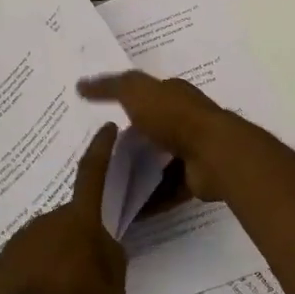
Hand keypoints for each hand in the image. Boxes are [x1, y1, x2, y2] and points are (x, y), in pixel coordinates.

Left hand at [0, 124, 126, 293]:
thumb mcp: (115, 292)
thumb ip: (111, 256)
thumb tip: (100, 242)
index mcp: (79, 225)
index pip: (92, 175)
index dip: (101, 149)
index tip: (106, 128)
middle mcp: (45, 223)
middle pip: (71, 219)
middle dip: (80, 236)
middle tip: (89, 274)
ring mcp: (18, 242)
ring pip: (48, 237)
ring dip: (57, 253)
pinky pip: (28, 255)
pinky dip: (37, 268)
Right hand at [78, 72, 237, 202]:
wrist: (214, 153)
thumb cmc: (174, 117)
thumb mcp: (137, 92)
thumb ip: (110, 87)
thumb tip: (80, 84)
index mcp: (173, 95)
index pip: (145, 97)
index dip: (123, 104)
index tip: (96, 120)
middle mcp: (184, 120)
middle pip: (150, 133)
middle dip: (127, 144)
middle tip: (95, 159)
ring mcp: (191, 151)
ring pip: (158, 164)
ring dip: (137, 175)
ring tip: (105, 188)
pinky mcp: (194, 180)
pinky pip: (167, 191)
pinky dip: (150, 200)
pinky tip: (126, 209)